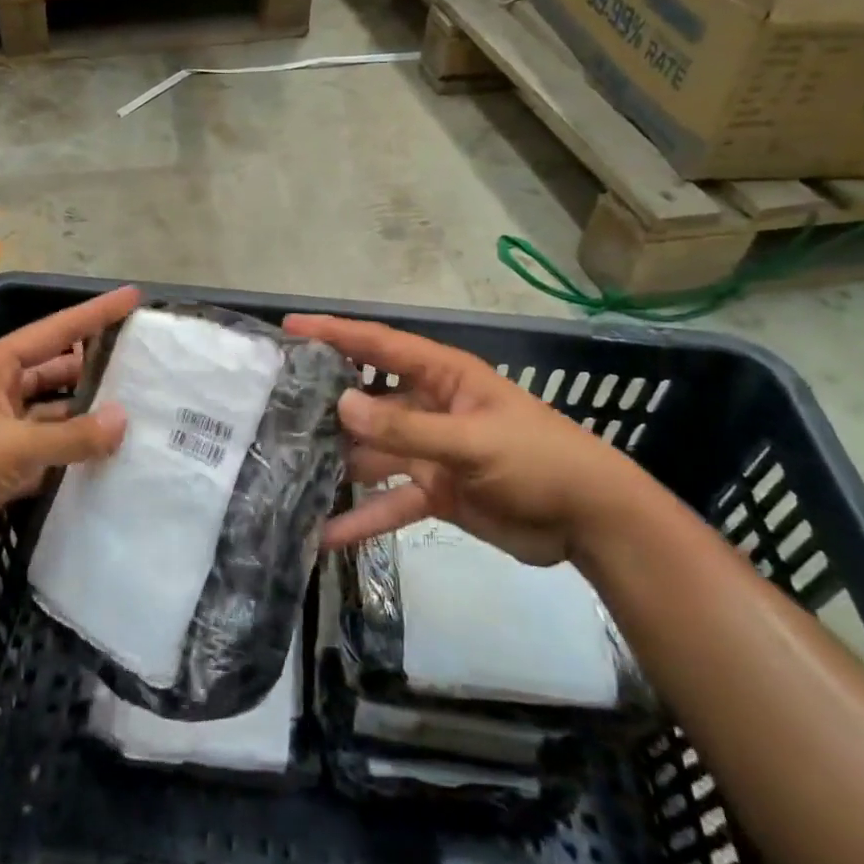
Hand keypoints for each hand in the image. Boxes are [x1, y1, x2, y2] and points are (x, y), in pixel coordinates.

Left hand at [0, 285, 140, 570]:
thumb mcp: (16, 443)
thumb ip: (72, 435)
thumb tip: (122, 421)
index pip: (56, 331)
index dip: (95, 313)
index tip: (132, 298)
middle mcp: (0, 392)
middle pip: (56, 372)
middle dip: (94, 369)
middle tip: (142, 368)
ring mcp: (0, 431)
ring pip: (54, 417)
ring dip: (85, 419)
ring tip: (136, 417)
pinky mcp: (0, 468)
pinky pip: (46, 454)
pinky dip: (71, 457)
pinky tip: (106, 459)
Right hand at [284, 314, 652, 566]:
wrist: (591, 523)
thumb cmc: (539, 461)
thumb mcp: (473, 441)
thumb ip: (408, 427)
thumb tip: (341, 406)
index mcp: (443, 377)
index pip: (381, 346)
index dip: (337, 332)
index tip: (291, 328)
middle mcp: (429, 408)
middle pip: (367, 400)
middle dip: (325, 403)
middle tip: (272, 405)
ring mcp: (429, 452)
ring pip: (371, 453)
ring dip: (336, 464)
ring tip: (284, 470)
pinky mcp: (434, 492)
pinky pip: (389, 502)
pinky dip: (362, 518)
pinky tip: (324, 534)